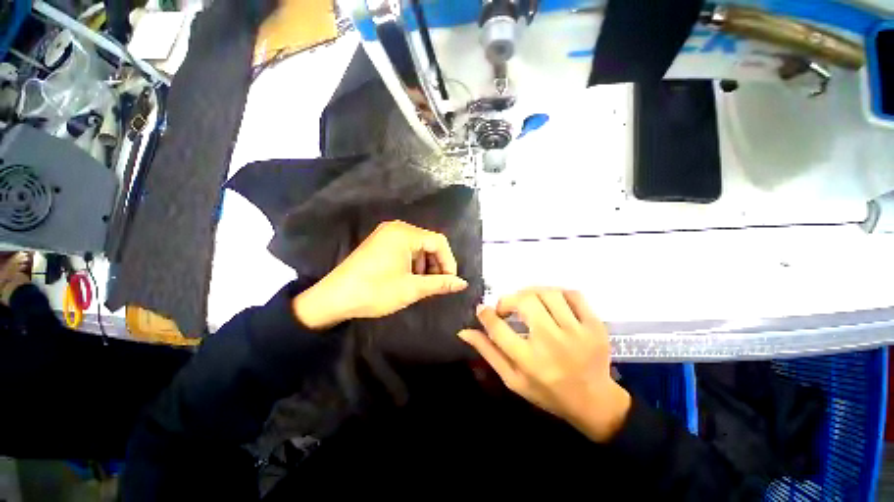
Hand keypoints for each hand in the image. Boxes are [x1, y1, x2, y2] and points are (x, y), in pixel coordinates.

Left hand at [292, 221, 468, 329]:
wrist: (334, 298)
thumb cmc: (375, 291)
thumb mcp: (411, 288)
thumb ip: (440, 284)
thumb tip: (462, 283)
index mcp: (404, 233)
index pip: (439, 242)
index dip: (449, 262)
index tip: (451, 282)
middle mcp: (396, 228)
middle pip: (428, 243)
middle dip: (437, 264)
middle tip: (437, 285)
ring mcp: (386, 235)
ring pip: (418, 247)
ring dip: (425, 265)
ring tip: (422, 285)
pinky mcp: (380, 243)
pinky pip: (405, 249)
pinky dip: (413, 263)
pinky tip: (409, 278)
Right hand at [458, 288, 630, 442]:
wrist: (594, 402)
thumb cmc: (547, 392)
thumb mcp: (512, 379)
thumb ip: (488, 352)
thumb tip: (464, 331)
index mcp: (529, 361)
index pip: (498, 328)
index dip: (485, 314)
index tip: (483, 310)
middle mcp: (552, 343)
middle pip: (525, 302)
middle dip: (508, 300)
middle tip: (506, 308)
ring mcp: (577, 332)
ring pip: (548, 293)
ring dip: (531, 293)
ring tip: (527, 302)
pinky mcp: (595, 326)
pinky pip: (573, 294)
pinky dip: (557, 292)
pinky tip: (551, 302)